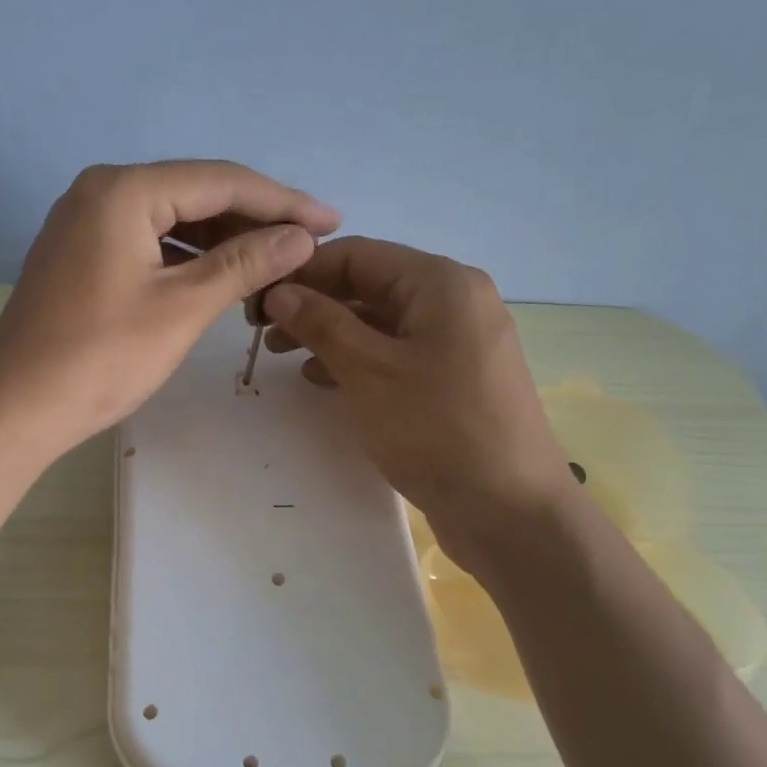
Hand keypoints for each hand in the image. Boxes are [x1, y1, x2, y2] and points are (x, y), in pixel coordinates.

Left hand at [0, 161, 339, 457]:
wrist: (16, 408)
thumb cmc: (101, 357)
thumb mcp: (182, 307)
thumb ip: (244, 263)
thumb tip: (301, 236)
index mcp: (124, 190)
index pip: (220, 181)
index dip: (282, 201)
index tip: (331, 221)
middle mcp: (101, 192)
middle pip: (195, 195)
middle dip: (254, 220)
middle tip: (308, 245)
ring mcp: (85, 223)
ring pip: (171, 221)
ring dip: (222, 241)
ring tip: (274, 263)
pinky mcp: (80, 255)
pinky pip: (148, 243)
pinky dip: (187, 258)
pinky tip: (221, 277)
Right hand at [260, 236, 567, 543]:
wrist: (510, 511)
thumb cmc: (437, 429)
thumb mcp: (369, 371)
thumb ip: (321, 323)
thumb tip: (280, 291)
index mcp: (441, 283)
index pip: (357, 255)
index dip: (302, 272)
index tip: (256, 297)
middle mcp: (454, 300)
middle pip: (369, 285)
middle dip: (314, 303)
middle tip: (263, 329)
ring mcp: (458, 341)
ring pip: (380, 321)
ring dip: (330, 332)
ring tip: (282, 353)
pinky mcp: (455, 378)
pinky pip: (397, 352)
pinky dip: (358, 358)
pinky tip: (321, 378)